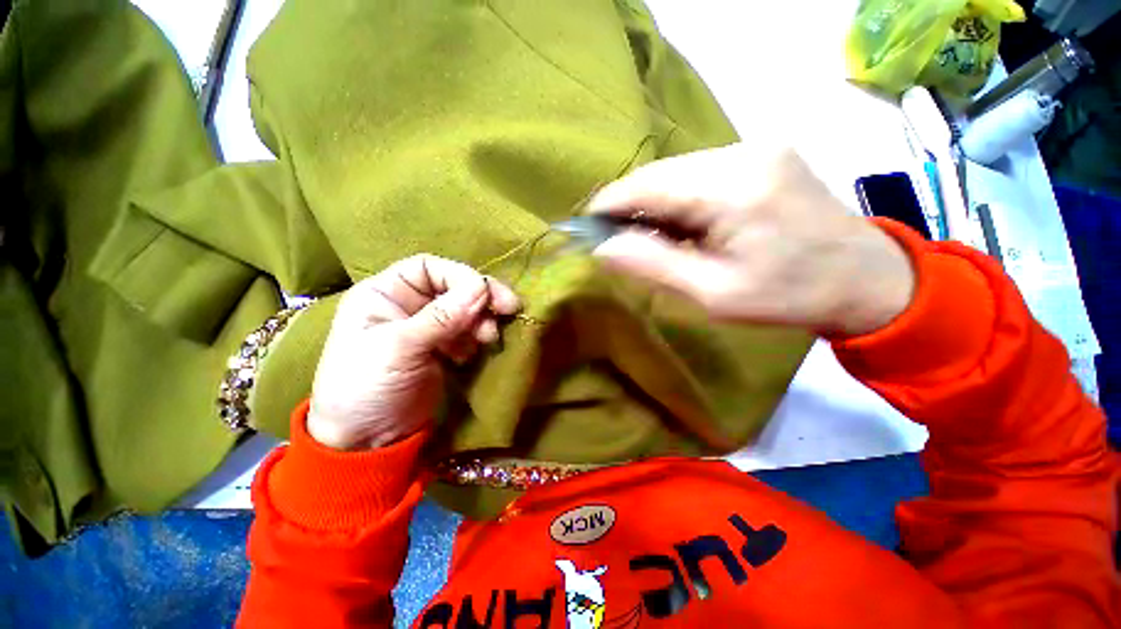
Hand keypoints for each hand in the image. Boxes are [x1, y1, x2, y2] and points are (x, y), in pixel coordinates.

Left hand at [307, 255, 520, 449]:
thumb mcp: (398, 349)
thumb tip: (482, 288)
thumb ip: (441, 318)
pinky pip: (468, 332)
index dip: (460, 276)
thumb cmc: (365, 388)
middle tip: (507, 310)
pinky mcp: (441, 349)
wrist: (365, 442)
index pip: (428, 268)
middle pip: (453, 287)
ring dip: (482, 320)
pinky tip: (471, 354)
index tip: (485, 295)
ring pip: (465, 310)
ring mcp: (427, 328)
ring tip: (487, 339)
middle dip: (480, 299)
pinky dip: (476, 338)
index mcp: (384, 294)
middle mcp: (407, 305)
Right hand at [589, 143, 915, 335]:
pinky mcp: (762, 155)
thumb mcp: (714, 294)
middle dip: (629, 206)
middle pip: (659, 173)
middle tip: (616, 242)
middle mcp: (743, 152)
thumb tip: (602, 248)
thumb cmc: (790, 296)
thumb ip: (653, 265)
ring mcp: (756, 148)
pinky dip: (678, 199)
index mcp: (733, 188)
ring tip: (651, 240)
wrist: (867, 279)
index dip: (609, 204)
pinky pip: (699, 173)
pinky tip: (683, 227)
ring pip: (676, 172)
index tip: (585, 228)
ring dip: (654, 204)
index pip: (647, 184)